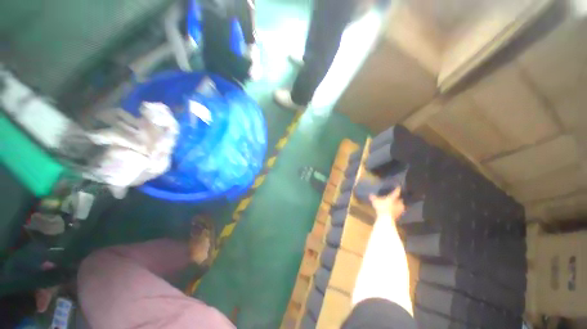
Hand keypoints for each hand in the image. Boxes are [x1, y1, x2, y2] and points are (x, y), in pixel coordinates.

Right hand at [369, 187, 404, 220]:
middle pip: (400, 199)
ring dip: (398, 205)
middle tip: (395, 198)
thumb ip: (373, 198)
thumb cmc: (381, 208)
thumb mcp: (375, 202)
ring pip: (400, 206)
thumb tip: (370, 194)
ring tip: (394, 204)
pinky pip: (398, 211)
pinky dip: (396, 210)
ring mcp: (399, 209)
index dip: (397, 189)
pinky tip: (393, 210)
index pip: (396, 192)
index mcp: (393, 198)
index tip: (398, 187)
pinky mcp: (399, 215)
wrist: (386, 219)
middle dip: (398, 199)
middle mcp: (398, 203)